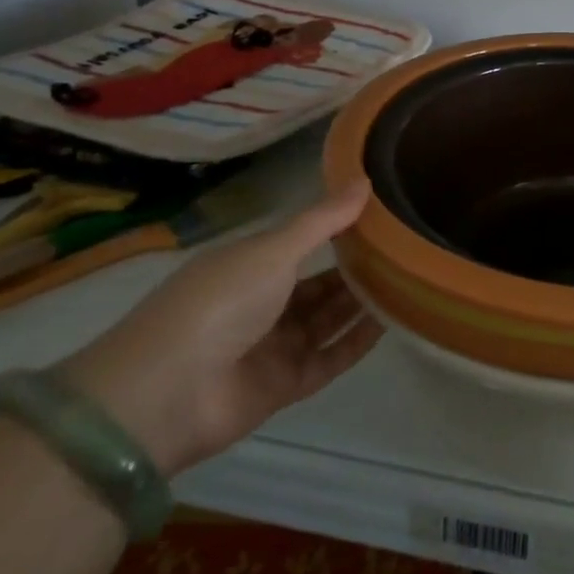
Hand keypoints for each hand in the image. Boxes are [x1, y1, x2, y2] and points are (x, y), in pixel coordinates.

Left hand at [60, 182, 380, 473]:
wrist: (164, 394)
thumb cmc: (219, 303)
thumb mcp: (273, 250)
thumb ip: (323, 221)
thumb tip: (366, 179)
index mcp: (249, 266)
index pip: (302, 246)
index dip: (340, 233)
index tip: (384, 219)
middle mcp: (261, 304)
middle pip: (318, 286)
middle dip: (357, 270)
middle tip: (405, 254)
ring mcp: (272, 347)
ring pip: (327, 321)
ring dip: (361, 304)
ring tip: (408, 283)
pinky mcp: (283, 386)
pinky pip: (329, 359)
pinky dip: (356, 342)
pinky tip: (392, 323)